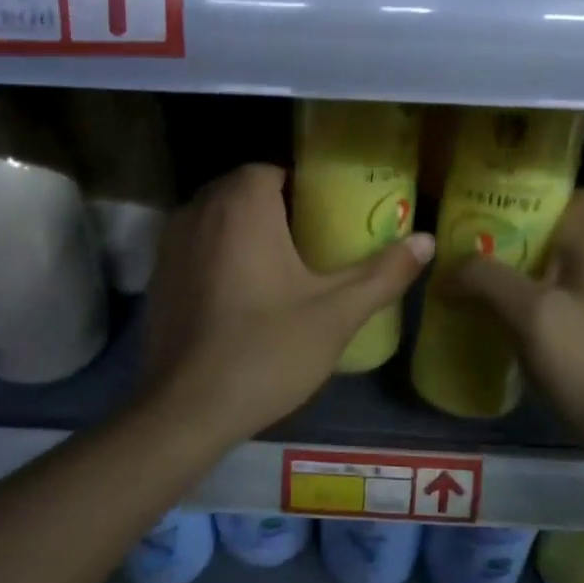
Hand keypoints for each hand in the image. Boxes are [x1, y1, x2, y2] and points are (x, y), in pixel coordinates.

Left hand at [139, 164, 434, 441]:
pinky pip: (195, 248)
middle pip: (243, 192)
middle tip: (313, 246)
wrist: (185, 411)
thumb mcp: (336, 314)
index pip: (273, 171)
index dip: (303, 190)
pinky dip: (218, 257)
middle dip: (276, 210)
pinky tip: (241, 297)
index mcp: (241, 205)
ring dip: (244, 232)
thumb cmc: (266, 351)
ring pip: (216, 219)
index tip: (328, 220)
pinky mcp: (156, 277)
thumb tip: (427, 240)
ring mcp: (169, 244)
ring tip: (281, 270)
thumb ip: (383, 273)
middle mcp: (198, 210)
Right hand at [445, 187, 583, 463]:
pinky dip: (531, 309)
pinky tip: (500, 329)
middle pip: (555, 229)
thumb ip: (486, 281)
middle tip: (462, 251)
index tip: (491, 208)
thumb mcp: (533, 316)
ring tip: (468, 287)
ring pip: (554, 269)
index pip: (575, 187)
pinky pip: (561, 304)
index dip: (535, 192)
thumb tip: (447, 270)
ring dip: (515, 276)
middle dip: (508, 238)